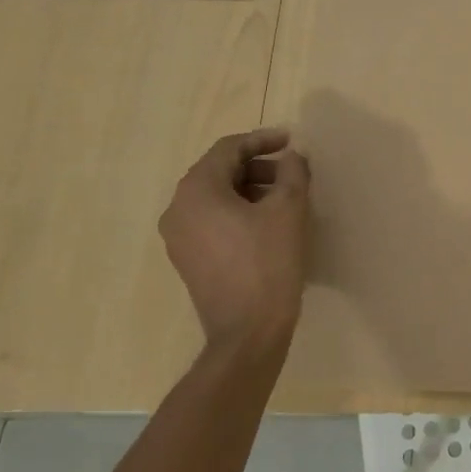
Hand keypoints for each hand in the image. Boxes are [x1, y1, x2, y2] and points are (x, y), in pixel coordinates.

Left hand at [158, 128, 311, 348]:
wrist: (248, 331)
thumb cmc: (268, 262)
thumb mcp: (289, 209)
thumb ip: (292, 172)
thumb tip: (292, 155)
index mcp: (197, 190)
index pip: (228, 149)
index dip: (262, 140)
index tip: (291, 141)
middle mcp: (178, 208)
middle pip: (218, 171)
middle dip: (257, 165)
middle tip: (291, 172)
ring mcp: (178, 237)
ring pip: (215, 196)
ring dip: (249, 188)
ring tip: (284, 197)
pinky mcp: (187, 258)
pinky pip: (211, 219)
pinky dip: (237, 210)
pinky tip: (267, 222)